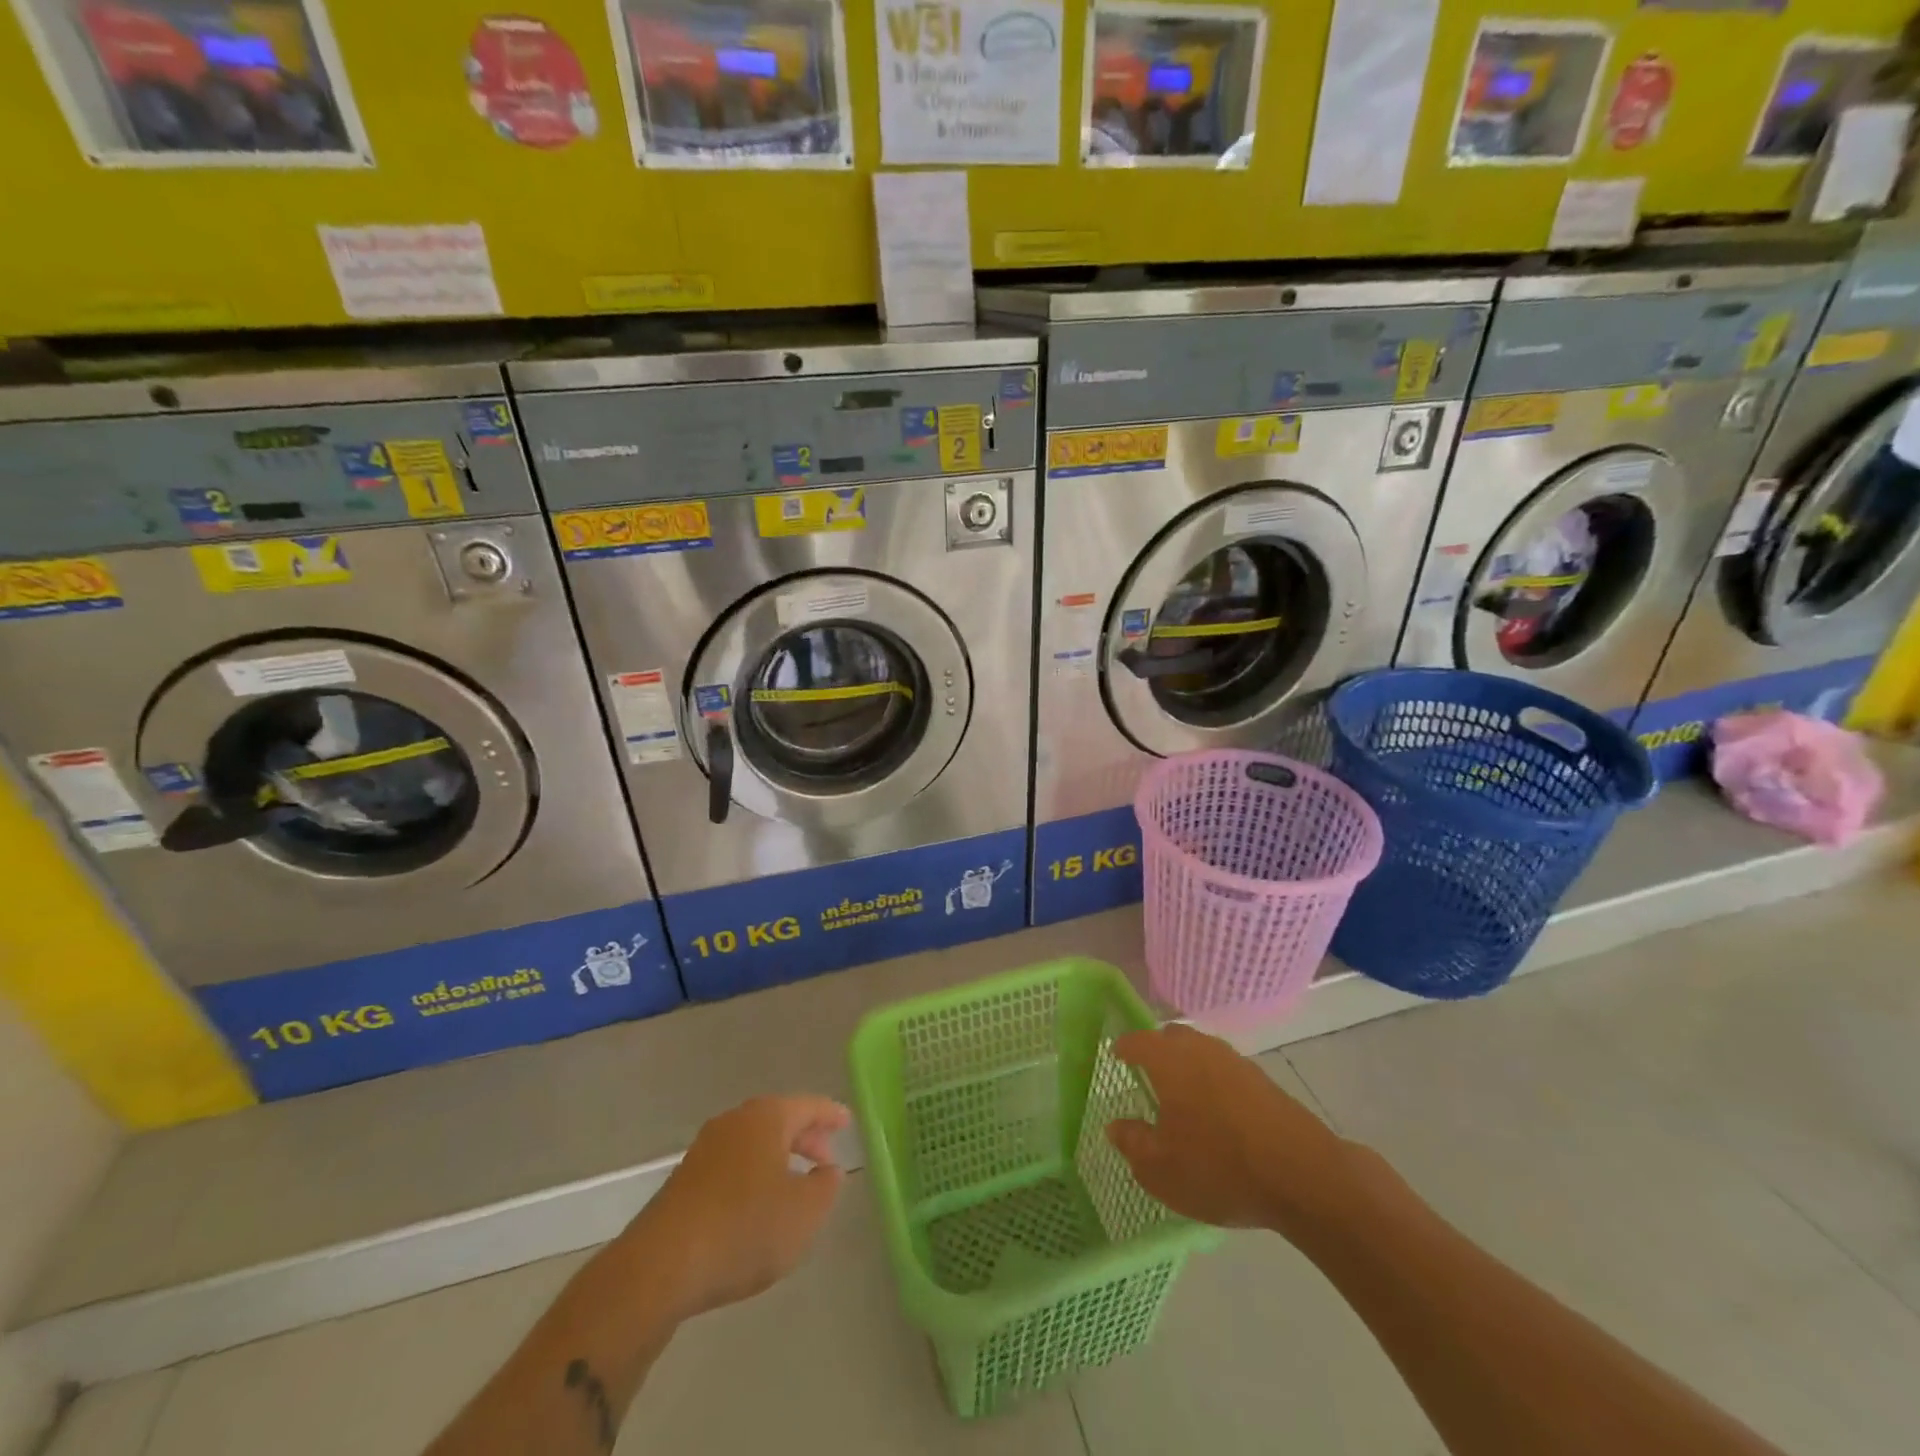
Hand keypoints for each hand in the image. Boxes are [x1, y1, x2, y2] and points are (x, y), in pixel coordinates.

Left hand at [623, 1095, 848, 1319]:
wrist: (660, 1267)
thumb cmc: (743, 1229)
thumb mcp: (804, 1213)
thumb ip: (825, 1187)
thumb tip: (828, 1170)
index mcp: (766, 1117)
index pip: (809, 1106)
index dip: (831, 1114)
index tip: (847, 1122)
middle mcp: (735, 1121)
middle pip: (780, 1120)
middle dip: (805, 1137)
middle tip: (826, 1160)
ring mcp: (705, 1149)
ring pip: (754, 1143)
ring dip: (778, 1158)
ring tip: (796, 1185)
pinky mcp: (685, 1180)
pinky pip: (733, 1164)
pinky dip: (754, 1175)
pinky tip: (758, 1206)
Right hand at [1107, 1024, 1347, 1230]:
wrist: (1304, 1176)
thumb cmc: (1219, 1167)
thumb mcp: (1161, 1169)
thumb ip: (1133, 1143)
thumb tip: (1116, 1126)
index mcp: (1170, 1061)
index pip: (1139, 1041)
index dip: (1125, 1047)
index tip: (1116, 1055)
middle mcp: (1201, 1050)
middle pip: (1173, 1037)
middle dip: (1158, 1049)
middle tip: (1148, 1073)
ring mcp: (1237, 1063)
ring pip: (1203, 1051)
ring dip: (1189, 1065)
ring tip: (1183, 1096)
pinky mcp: (1265, 1082)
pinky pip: (1227, 1071)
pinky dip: (1214, 1082)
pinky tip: (1218, 1114)